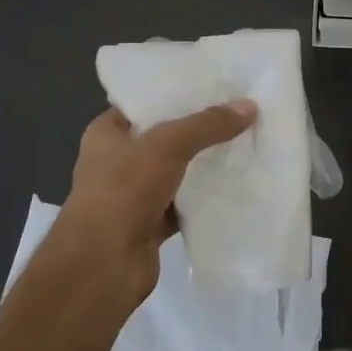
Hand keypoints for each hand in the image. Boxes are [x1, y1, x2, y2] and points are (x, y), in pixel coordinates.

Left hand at [51, 100, 257, 300]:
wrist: (102, 267)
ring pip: (177, 172)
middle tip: (240, 111)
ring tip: (247, 141)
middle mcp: (117, 160)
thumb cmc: (122, 191)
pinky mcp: (151, 225)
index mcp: (107, 133)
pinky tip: (238, 185)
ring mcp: (134, 195)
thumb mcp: (167, 145)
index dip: (177, 92)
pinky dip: (206, 199)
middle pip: (165, 136)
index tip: (215, 83)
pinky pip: (184, 204)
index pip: (145, 102)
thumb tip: (249, 106)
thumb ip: (207, 125)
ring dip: (205, 164)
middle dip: (199, 128)